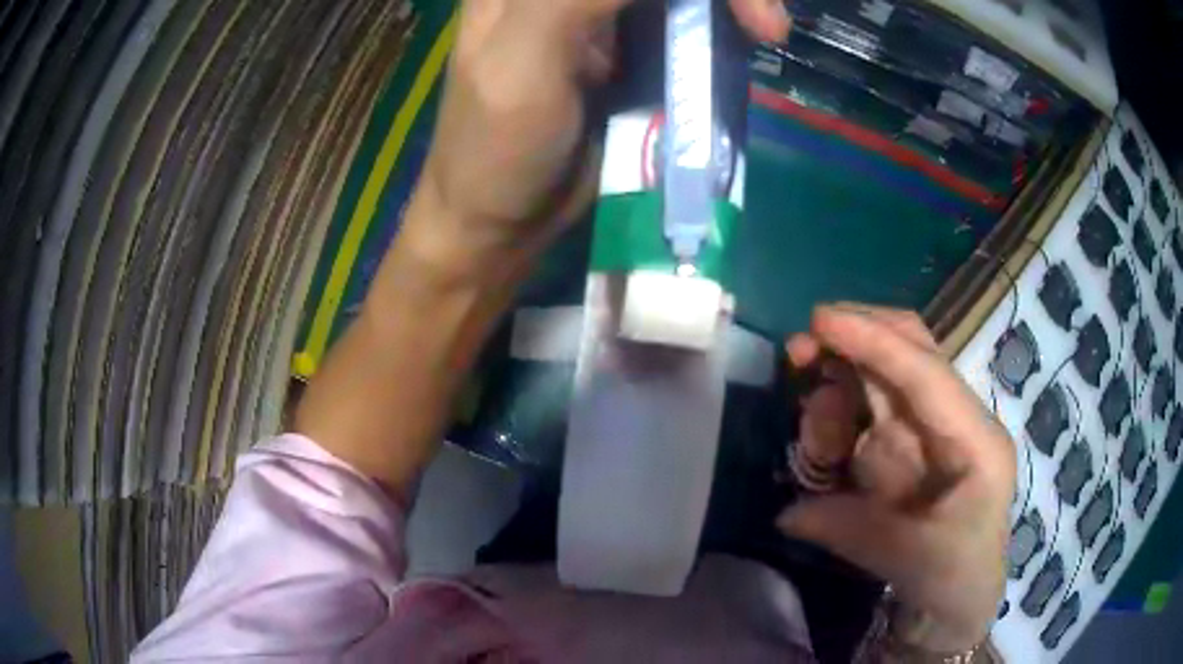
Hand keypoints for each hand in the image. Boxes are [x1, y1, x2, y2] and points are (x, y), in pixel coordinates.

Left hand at [408, 0, 791, 276]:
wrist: (506, 219)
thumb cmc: (497, 147)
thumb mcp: (521, 60)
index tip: (739, 9)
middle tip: (765, 22)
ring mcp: (600, 12)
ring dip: (730, 2)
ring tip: (765, 29)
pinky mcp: (629, 42)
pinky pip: (685, 16)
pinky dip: (721, 20)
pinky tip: (746, 34)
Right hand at [780, 304, 1015, 651]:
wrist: (959, 598)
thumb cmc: (952, 577)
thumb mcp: (907, 559)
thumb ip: (849, 530)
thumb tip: (788, 512)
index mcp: (974, 440)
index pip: (926, 373)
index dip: (875, 342)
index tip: (820, 320)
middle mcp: (954, 418)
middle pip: (909, 350)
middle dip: (856, 339)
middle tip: (799, 352)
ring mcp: (929, 428)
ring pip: (880, 378)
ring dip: (838, 391)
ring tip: (819, 449)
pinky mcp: (906, 443)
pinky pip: (865, 412)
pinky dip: (837, 418)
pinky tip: (824, 451)